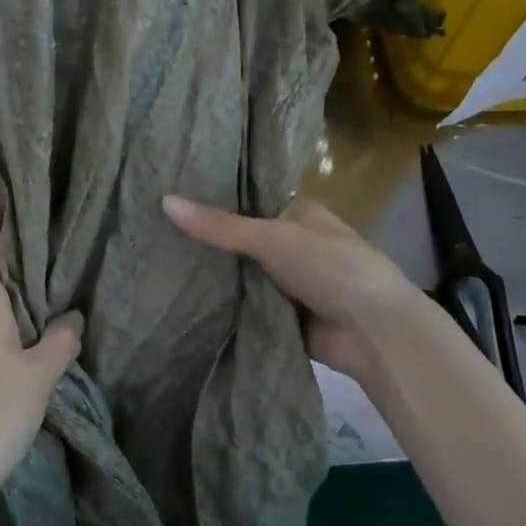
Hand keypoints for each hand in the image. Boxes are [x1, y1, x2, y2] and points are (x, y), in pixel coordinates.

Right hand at [162, 194, 429, 377]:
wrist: (375, 334)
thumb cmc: (332, 267)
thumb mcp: (273, 238)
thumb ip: (220, 226)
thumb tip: (164, 201)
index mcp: (296, 213)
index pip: (246, 198)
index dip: (211, 197)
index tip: (168, 191)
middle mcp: (290, 243)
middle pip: (238, 238)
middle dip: (205, 239)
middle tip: (150, 229)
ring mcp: (285, 281)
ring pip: (238, 272)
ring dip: (210, 273)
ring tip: (152, 258)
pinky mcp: (280, 315)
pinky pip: (243, 304)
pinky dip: (220, 303)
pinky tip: (178, 295)